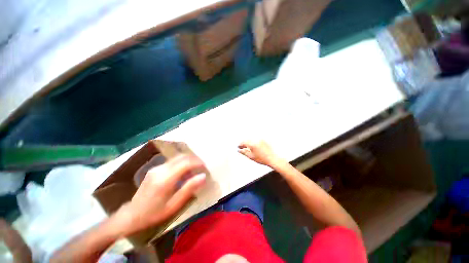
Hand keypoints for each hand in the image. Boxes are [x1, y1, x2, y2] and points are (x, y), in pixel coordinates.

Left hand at [116, 155, 206, 235]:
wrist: (131, 215)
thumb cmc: (154, 213)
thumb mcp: (174, 205)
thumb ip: (189, 188)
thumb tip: (203, 176)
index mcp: (165, 179)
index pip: (185, 163)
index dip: (198, 162)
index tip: (205, 167)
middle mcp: (161, 169)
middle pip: (182, 157)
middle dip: (194, 159)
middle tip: (202, 166)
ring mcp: (157, 168)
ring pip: (177, 158)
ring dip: (188, 160)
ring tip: (195, 168)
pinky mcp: (155, 169)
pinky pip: (172, 161)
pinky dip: (182, 163)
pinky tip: (184, 172)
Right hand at [238, 140, 281, 166]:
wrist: (273, 158)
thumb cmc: (263, 159)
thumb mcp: (251, 156)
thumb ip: (244, 152)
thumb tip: (239, 150)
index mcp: (252, 144)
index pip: (243, 142)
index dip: (240, 145)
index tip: (238, 147)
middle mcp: (256, 140)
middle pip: (247, 139)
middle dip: (244, 143)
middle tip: (242, 147)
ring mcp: (260, 139)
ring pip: (252, 139)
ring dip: (248, 142)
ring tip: (247, 147)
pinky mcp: (264, 139)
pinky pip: (256, 139)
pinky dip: (253, 141)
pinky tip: (254, 145)